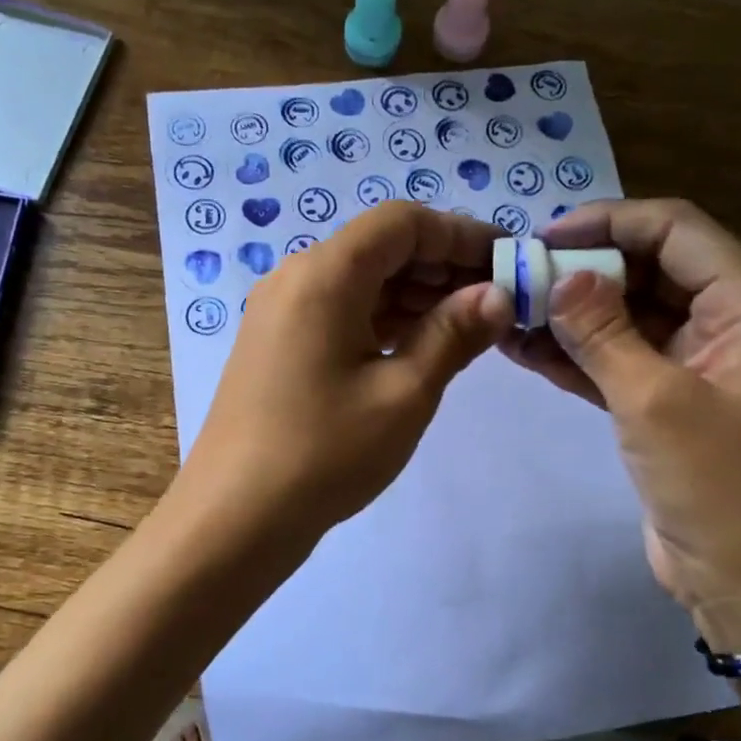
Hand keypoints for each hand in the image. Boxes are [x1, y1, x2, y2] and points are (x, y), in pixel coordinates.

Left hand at [179, 201, 512, 543]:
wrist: (234, 518)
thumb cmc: (325, 453)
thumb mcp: (404, 393)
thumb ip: (453, 334)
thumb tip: (498, 295)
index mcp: (324, 274)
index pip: (402, 222)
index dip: (460, 234)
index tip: (506, 261)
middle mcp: (297, 277)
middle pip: (380, 247)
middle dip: (442, 265)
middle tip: (497, 299)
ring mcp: (281, 311)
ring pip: (361, 280)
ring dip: (415, 293)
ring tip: (469, 326)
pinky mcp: (278, 343)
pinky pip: (341, 310)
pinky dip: (384, 317)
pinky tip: (421, 345)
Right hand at [500, 199, 740, 651]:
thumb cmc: (716, 485)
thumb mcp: (653, 400)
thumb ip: (603, 332)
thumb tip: (562, 277)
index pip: (677, 231)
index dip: (611, 222)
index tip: (547, 236)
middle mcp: (729, 324)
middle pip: (650, 270)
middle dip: (585, 268)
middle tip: (520, 274)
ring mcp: (697, 364)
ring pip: (629, 316)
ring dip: (573, 313)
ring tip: (510, 307)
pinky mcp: (668, 401)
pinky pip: (620, 359)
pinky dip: (577, 354)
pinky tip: (524, 348)